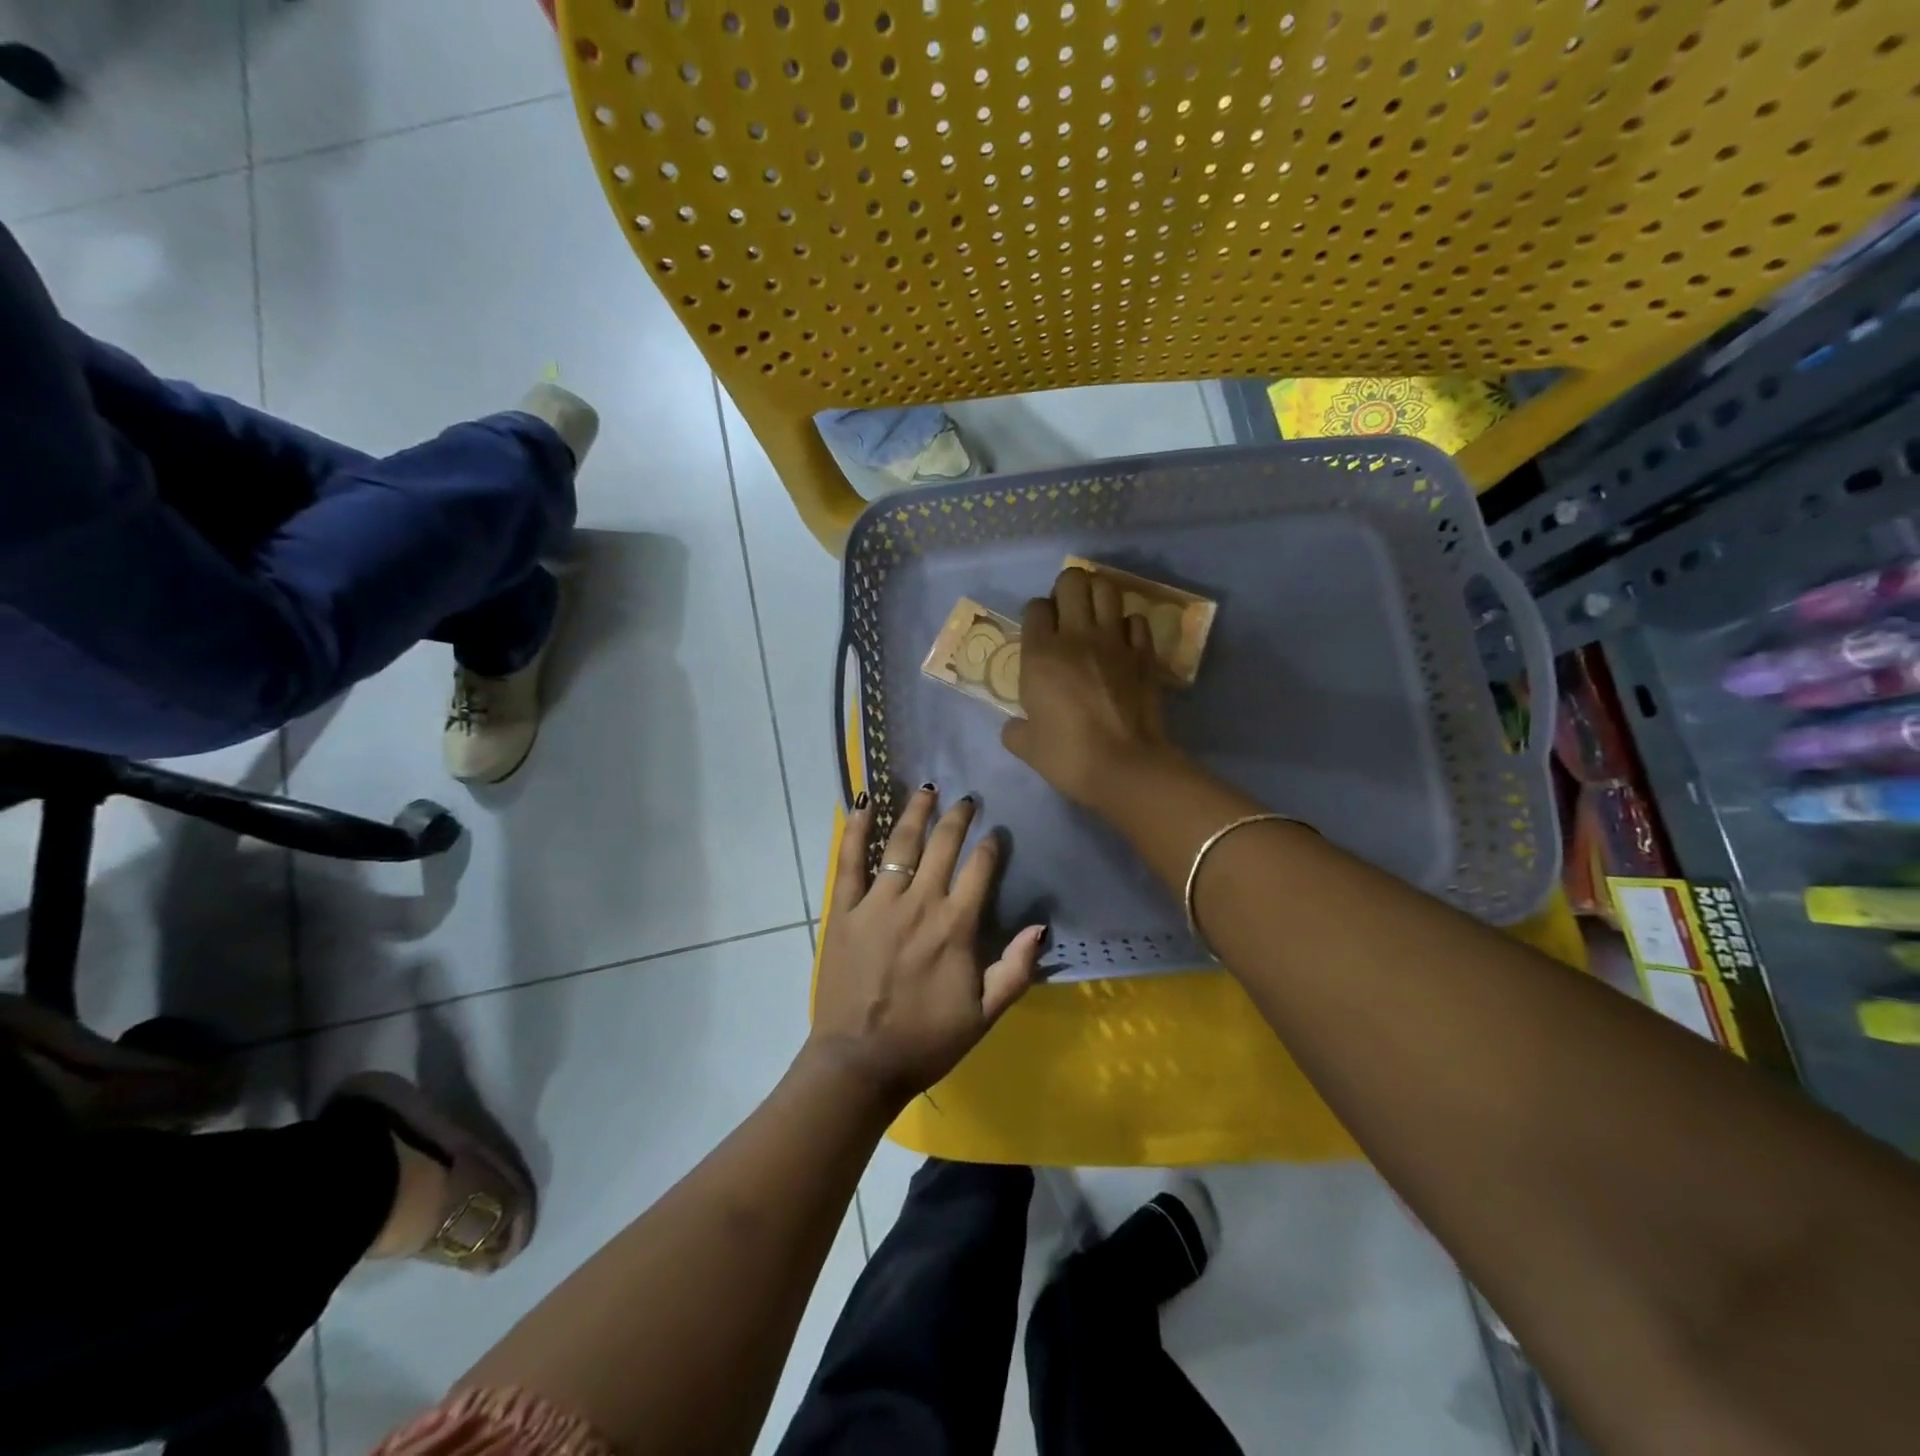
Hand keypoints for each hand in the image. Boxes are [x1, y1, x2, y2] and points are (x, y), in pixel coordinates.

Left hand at [808, 786, 1044, 1106]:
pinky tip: (862, 803)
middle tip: (966, 798)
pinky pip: (849, 861)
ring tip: (926, 789)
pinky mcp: (845, 911)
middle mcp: (919, 903)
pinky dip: (855, 830)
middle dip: (958, 817)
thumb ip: (1015, 970)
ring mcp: (878, 903)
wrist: (859, 1064)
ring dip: (915, 812)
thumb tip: (1040, 927)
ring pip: (900, 843)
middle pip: (942, 846)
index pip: (979, 869)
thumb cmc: (926, 1041)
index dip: (991, 845)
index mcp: (955, 927)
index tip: (996, 832)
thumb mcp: (984, 1016)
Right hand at [1002, 567, 1177, 807]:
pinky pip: (1136, 619)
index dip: (1036, 615)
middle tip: (1067, 614)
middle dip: (1067, 589)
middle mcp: (1076, 636)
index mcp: (1040, 654)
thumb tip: (1015, 726)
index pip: (1035, 606)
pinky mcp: (1144, 653)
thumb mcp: (1026, 747)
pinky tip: (1122, 642)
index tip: (1038, 634)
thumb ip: (1015, 730)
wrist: (1124, 766)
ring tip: (1094, 617)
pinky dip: (1128, 625)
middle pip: (1072, 581)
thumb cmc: (1068, 756)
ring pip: (1107, 588)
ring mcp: (1114, 641)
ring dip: (1098, 596)